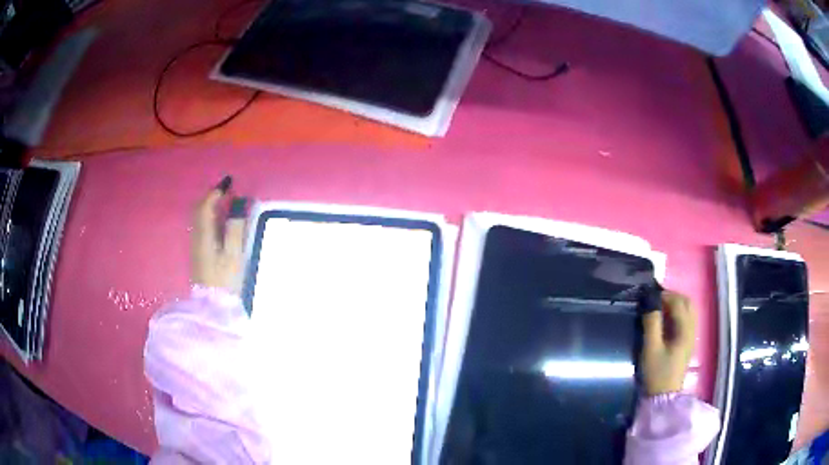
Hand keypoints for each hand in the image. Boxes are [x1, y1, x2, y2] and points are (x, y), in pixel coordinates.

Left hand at [191, 180, 245, 293]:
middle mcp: (197, 236)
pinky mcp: (199, 253)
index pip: (205, 206)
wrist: (212, 306)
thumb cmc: (225, 280)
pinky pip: (201, 225)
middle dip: (211, 196)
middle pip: (199, 209)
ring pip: (199, 217)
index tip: (229, 183)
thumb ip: (236, 228)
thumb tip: (239, 203)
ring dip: (210, 205)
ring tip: (225, 201)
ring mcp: (196, 245)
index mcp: (204, 235)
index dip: (216, 192)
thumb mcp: (234, 254)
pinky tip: (219, 220)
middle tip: (226, 189)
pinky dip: (209, 216)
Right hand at [640, 290, 696, 395]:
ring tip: (659, 309)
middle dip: (672, 297)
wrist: (663, 397)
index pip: (678, 302)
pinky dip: (677, 314)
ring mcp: (691, 336)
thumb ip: (652, 323)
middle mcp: (692, 329)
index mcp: (685, 330)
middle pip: (687, 303)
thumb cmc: (657, 373)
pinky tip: (666, 322)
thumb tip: (650, 300)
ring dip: (675, 305)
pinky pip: (686, 320)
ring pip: (688, 310)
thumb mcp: (651, 349)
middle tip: (654, 301)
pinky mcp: (688, 343)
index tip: (648, 296)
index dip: (664, 295)